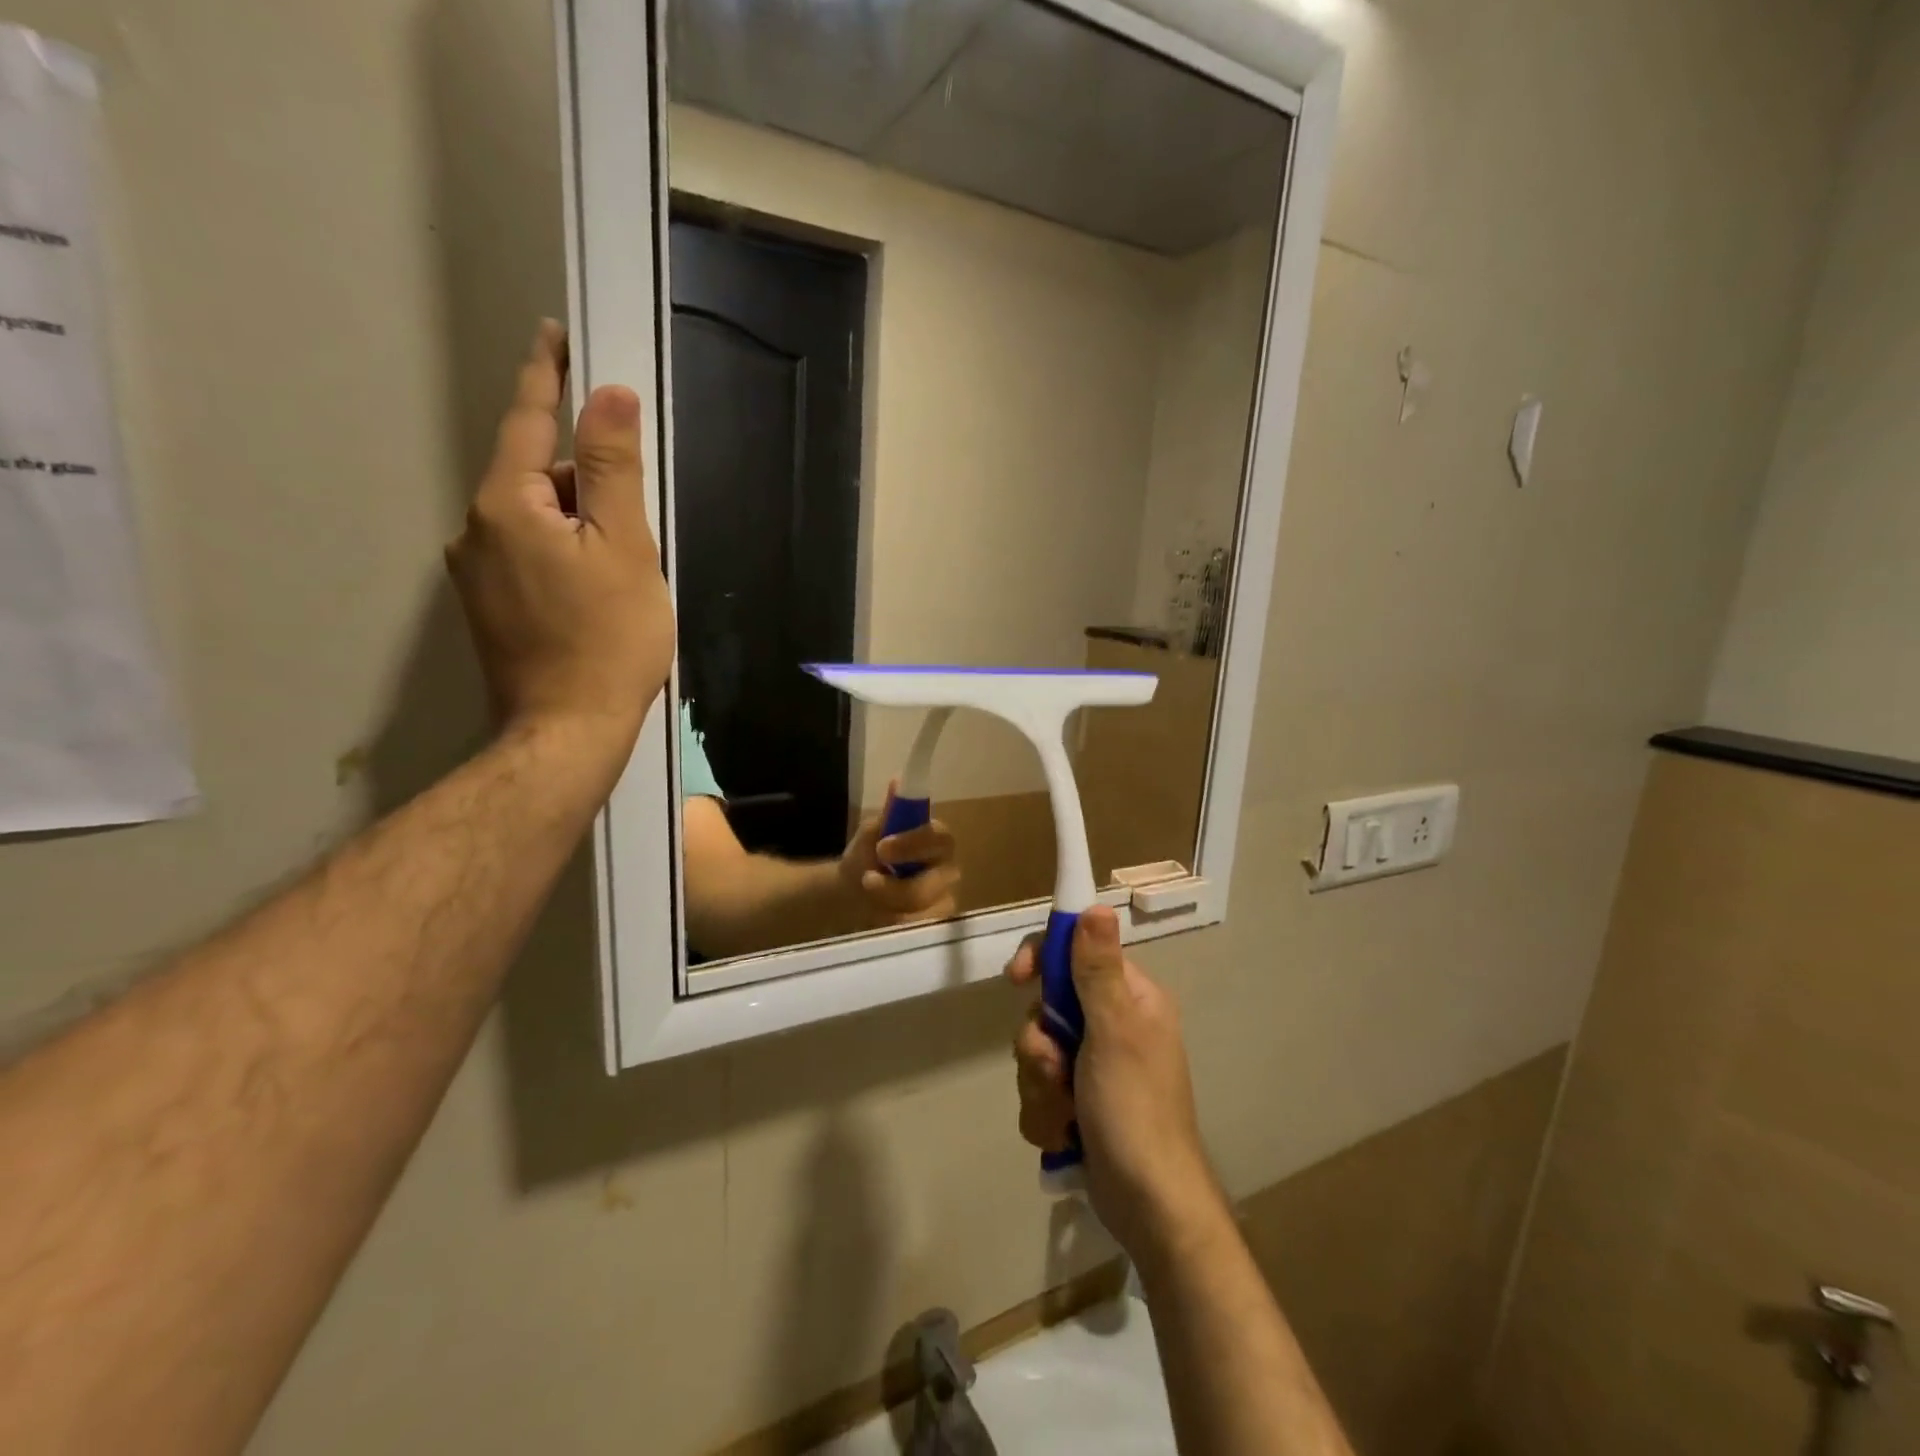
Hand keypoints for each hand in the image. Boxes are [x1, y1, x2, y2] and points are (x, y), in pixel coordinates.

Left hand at [447, 321, 673, 774]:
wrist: (568, 731)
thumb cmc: (609, 640)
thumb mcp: (625, 548)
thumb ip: (613, 469)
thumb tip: (608, 394)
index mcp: (508, 504)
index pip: (529, 420)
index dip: (547, 375)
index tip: (554, 334)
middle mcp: (477, 529)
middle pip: (535, 476)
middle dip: (583, 476)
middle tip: (635, 507)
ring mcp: (477, 572)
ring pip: (534, 520)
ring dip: (577, 521)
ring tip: (624, 564)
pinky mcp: (490, 607)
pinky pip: (529, 554)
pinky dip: (564, 551)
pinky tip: (598, 589)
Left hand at [838, 782, 960, 926]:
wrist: (851, 893)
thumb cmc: (868, 857)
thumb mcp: (872, 833)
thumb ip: (889, 814)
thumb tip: (898, 782)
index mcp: (936, 840)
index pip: (939, 837)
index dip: (914, 843)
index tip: (882, 848)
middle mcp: (947, 868)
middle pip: (935, 880)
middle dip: (897, 885)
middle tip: (867, 880)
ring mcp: (945, 899)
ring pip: (929, 908)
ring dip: (894, 905)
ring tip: (870, 901)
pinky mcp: (936, 925)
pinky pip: (923, 930)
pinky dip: (897, 924)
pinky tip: (880, 917)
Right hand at [1007, 905, 1224, 1260]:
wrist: (1148, 1206)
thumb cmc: (1134, 1110)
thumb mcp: (1115, 1033)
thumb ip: (1098, 970)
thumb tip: (1096, 906)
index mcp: (1130, 998)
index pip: (1076, 952)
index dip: (1043, 960)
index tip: (1018, 979)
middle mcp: (1112, 1025)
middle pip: (1047, 1007)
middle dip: (1040, 1044)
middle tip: (1056, 1068)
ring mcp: (1094, 1066)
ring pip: (1038, 1052)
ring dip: (1041, 1085)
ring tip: (1066, 1113)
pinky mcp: (1079, 1102)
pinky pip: (1039, 1090)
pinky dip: (1046, 1113)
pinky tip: (1065, 1135)